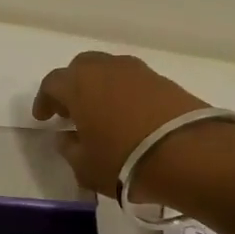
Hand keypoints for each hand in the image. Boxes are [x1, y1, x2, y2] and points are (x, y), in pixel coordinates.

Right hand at [32, 51, 209, 199]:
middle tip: (71, 111)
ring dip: (101, 88)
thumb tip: (66, 137)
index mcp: (79, 84)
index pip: (52, 83)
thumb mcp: (84, 166)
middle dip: (72, 86)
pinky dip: (125, 95)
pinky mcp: (166, 82)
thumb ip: (69, 148)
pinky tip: (128, 118)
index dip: (44, 100)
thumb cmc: (123, 160)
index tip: (44, 118)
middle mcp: (107, 69)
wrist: (190, 154)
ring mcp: (140, 73)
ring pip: (111, 72)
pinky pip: (135, 83)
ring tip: (101, 114)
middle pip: (82, 67)